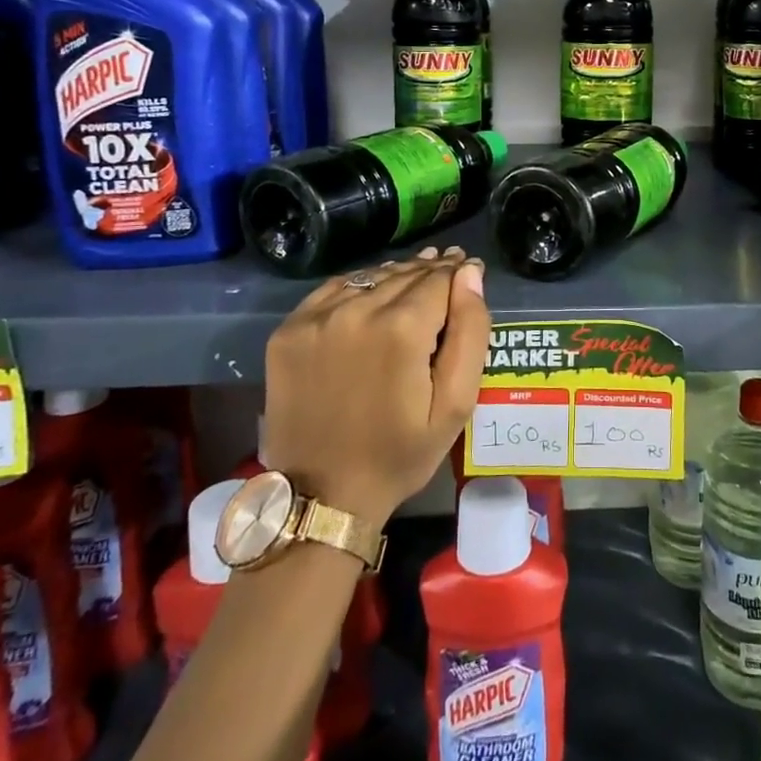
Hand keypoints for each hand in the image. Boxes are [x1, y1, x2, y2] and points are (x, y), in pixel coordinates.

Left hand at [261, 246, 488, 523]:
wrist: (322, 494)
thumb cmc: (400, 453)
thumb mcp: (455, 404)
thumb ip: (470, 332)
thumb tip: (470, 274)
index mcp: (403, 329)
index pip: (439, 278)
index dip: (457, 271)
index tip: (468, 266)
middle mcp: (357, 310)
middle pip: (404, 274)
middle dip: (430, 270)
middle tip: (448, 267)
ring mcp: (317, 318)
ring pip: (371, 277)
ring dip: (396, 276)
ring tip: (415, 277)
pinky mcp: (289, 330)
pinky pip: (334, 289)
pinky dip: (359, 286)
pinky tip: (372, 294)